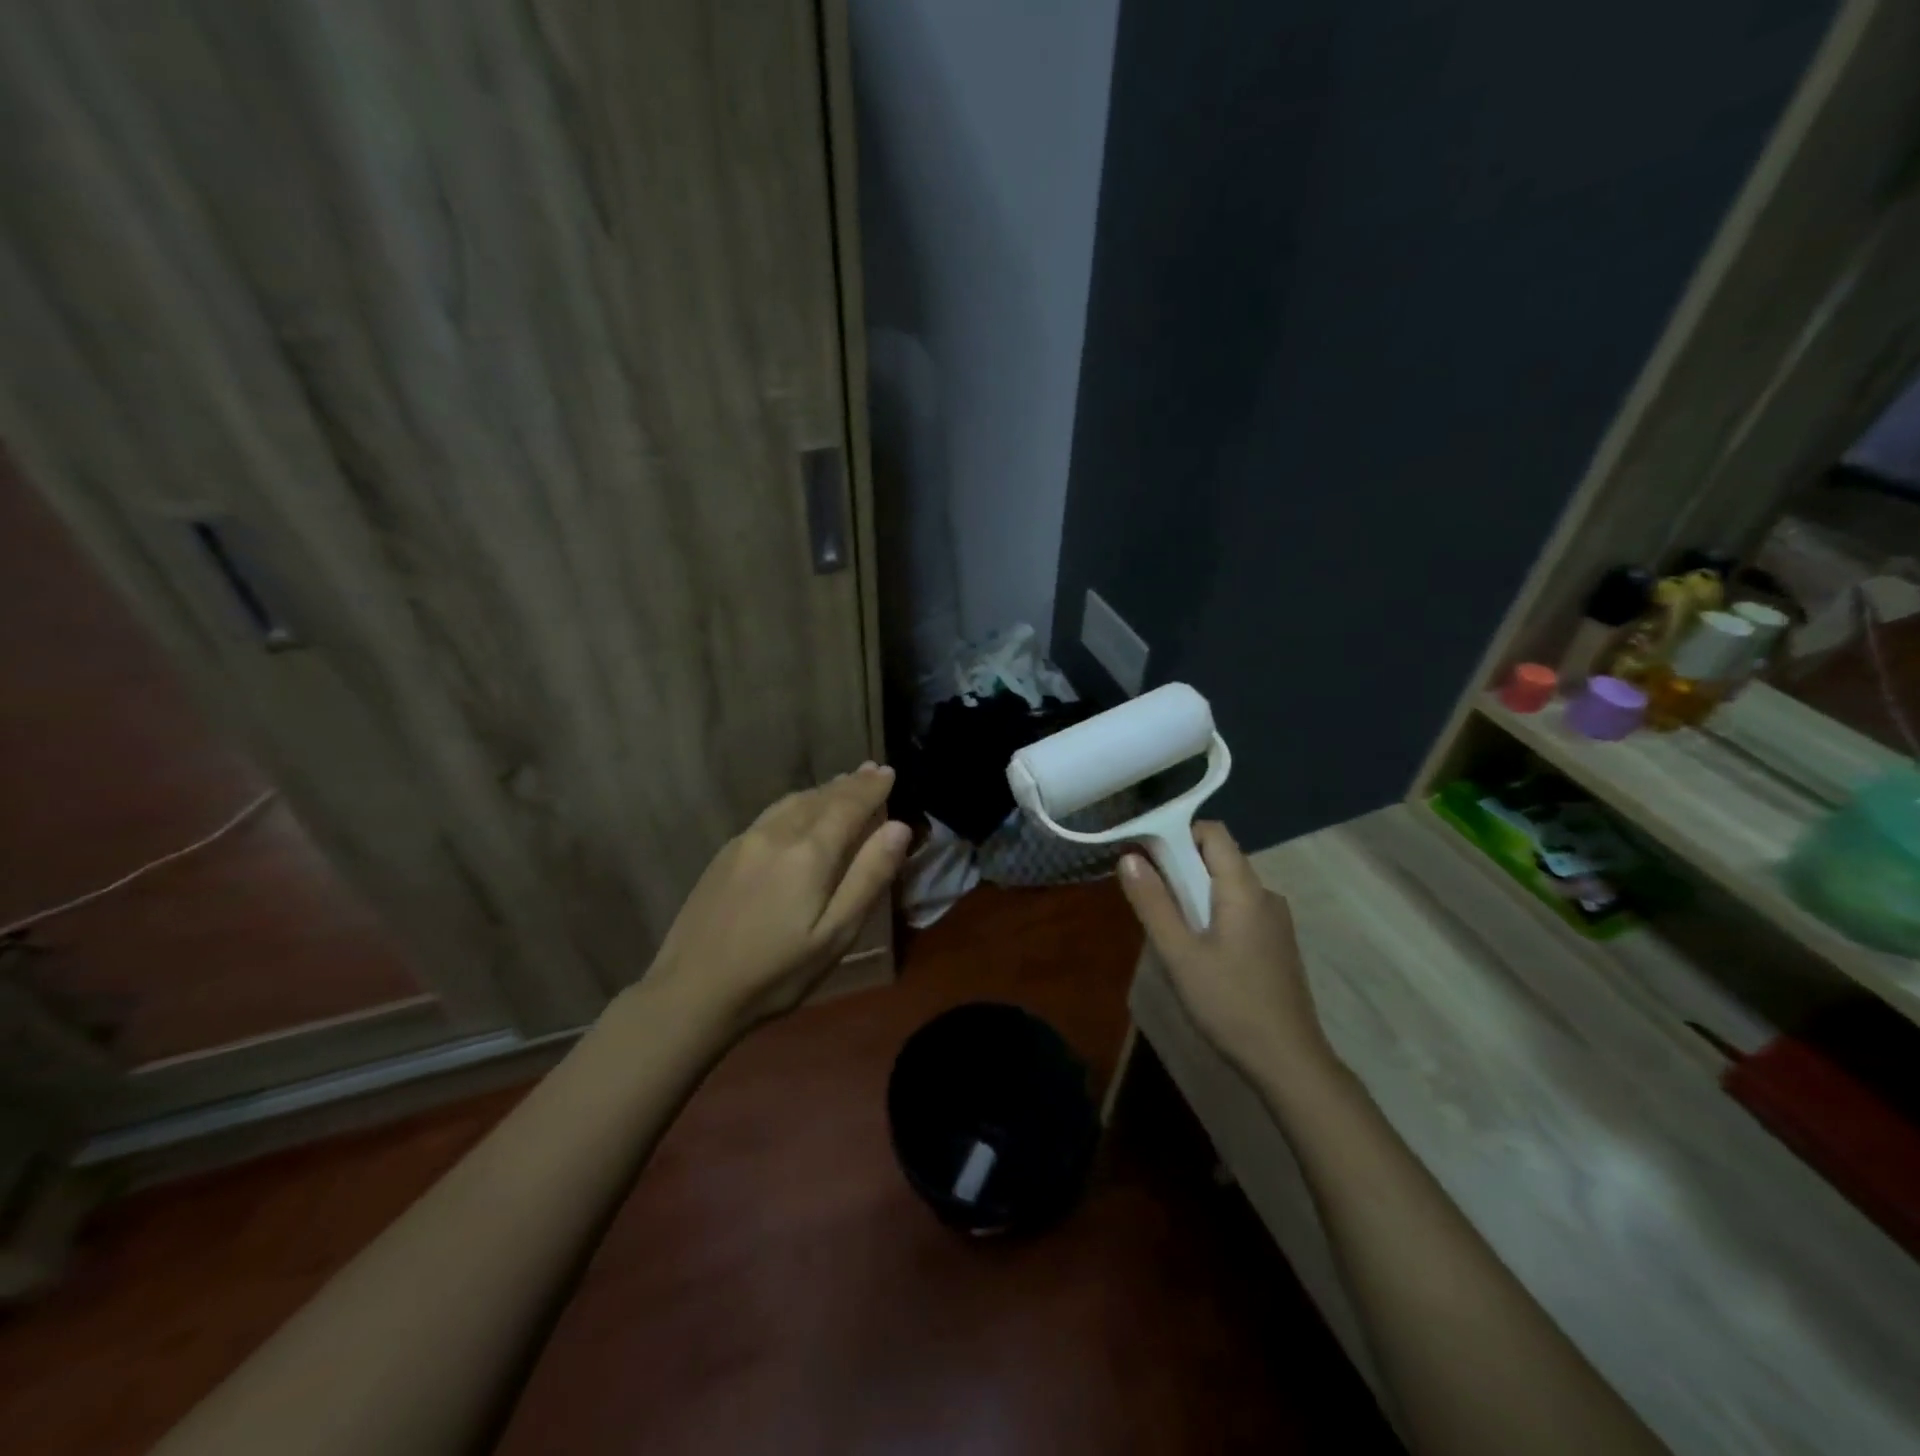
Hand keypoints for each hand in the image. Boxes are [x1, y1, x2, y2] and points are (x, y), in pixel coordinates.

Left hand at [641, 764, 910, 1035]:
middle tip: (871, 770)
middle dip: (850, 784)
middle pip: (820, 798)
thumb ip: (868, 877)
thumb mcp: (835, 935)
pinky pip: (771, 814)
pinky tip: (799, 811)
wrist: (691, 992)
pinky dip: (797, 803)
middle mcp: (777, 835)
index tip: (888, 772)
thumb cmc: (776, 973)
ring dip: (822, 790)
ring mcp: (746, 841)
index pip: (848, 806)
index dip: (871, 789)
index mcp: (809, 853)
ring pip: (792, 802)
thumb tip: (898, 827)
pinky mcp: (725, 854)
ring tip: (842, 784)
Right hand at [1118, 821, 1339, 1092]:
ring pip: (1227, 886)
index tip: (1146, 855)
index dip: (1177, 834)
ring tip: (1168, 927)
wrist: (1289, 1062)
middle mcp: (1265, 895)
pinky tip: (1198, 950)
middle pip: (1219, 858)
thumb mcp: (1179, 954)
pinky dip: (1212, 913)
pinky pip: (1239, 910)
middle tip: (1148, 895)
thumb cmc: (1229, 1003)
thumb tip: (1129, 857)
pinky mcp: (1276, 944)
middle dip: (1180, 866)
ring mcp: (1275, 921)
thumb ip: (1153, 903)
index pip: (1213, 833)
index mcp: (1245, 889)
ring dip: (1194, 893)